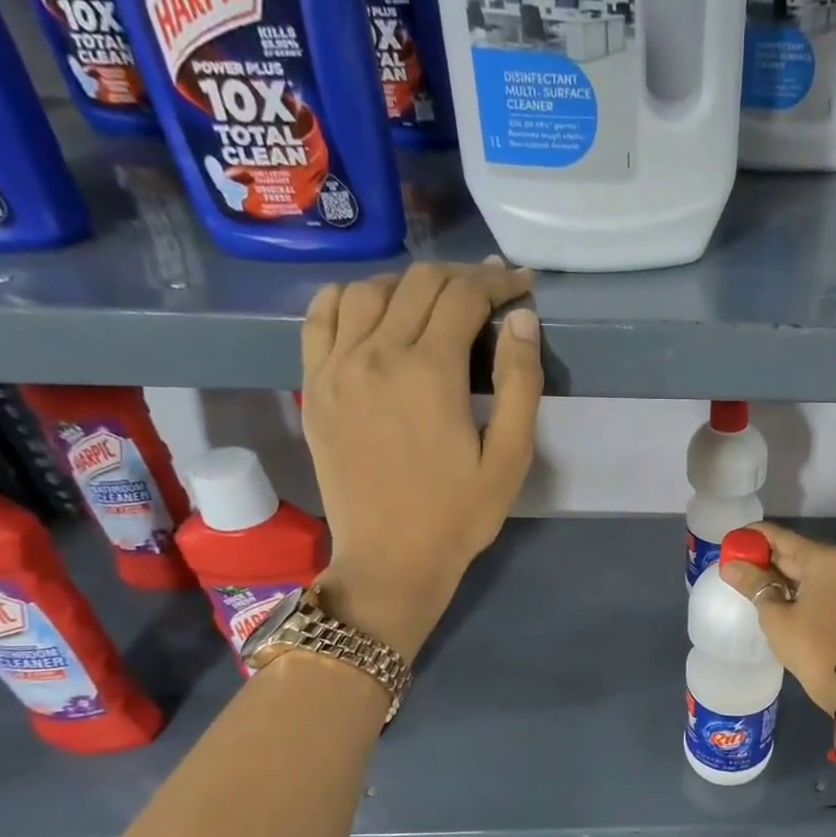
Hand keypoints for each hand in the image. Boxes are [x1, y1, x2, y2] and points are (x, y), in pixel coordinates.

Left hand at [300, 260, 541, 660]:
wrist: (390, 559)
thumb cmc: (459, 514)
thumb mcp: (510, 457)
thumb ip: (519, 382)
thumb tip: (521, 318)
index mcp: (429, 371)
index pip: (464, 296)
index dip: (498, 283)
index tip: (521, 284)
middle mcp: (376, 354)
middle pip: (418, 283)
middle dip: (462, 276)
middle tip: (491, 290)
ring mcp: (336, 367)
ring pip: (368, 290)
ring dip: (409, 283)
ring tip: (436, 300)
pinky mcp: (314, 385)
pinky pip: (320, 317)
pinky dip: (348, 297)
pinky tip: (372, 309)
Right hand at [721, 522, 835, 713]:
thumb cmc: (810, 646)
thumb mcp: (775, 615)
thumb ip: (753, 584)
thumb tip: (730, 566)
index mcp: (825, 559)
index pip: (782, 537)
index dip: (754, 537)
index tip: (731, 541)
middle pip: (798, 552)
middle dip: (766, 557)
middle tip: (736, 564)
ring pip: (810, 570)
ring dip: (782, 574)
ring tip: (751, 581)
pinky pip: (822, 585)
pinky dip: (800, 587)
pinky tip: (777, 596)